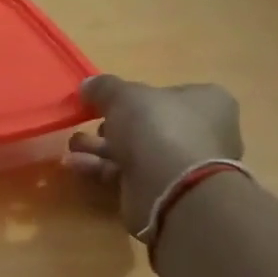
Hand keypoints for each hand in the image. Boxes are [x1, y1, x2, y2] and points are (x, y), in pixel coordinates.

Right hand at [64, 75, 242, 235]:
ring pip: (133, 151)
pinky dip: (100, 168)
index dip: (133, 96)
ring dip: (98, 148)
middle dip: (108, 126)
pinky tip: (74, 164)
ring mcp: (180, 165)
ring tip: (72, 146)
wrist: (172, 189)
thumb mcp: (125, 95)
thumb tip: (88, 85)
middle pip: (146, 124)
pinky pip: (126, 174)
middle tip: (84, 124)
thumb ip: (104, 87)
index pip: (166, 93)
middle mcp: (199, 132)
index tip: (104, 101)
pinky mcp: (160, 191)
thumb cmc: (159, 128)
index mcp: (205, 102)